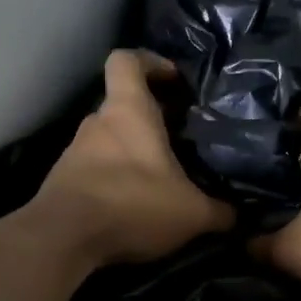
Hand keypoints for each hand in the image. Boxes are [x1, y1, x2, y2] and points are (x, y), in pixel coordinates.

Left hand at [31, 50, 234, 265]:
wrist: (62, 240)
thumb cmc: (131, 204)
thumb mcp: (191, 213)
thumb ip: (220, 211)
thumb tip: (239, 216)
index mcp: (128, 111)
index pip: (127, 61)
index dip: (150, 62)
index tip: (173, 79)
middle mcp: (97, 123)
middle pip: (123, 105)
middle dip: (151, 119)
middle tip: (180, 140)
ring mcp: (74, 151)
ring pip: (110, 140)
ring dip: (132, 153)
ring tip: (161, 179)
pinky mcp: (63, 181)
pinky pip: (96, 169)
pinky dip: (115, 179)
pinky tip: (135, 205)